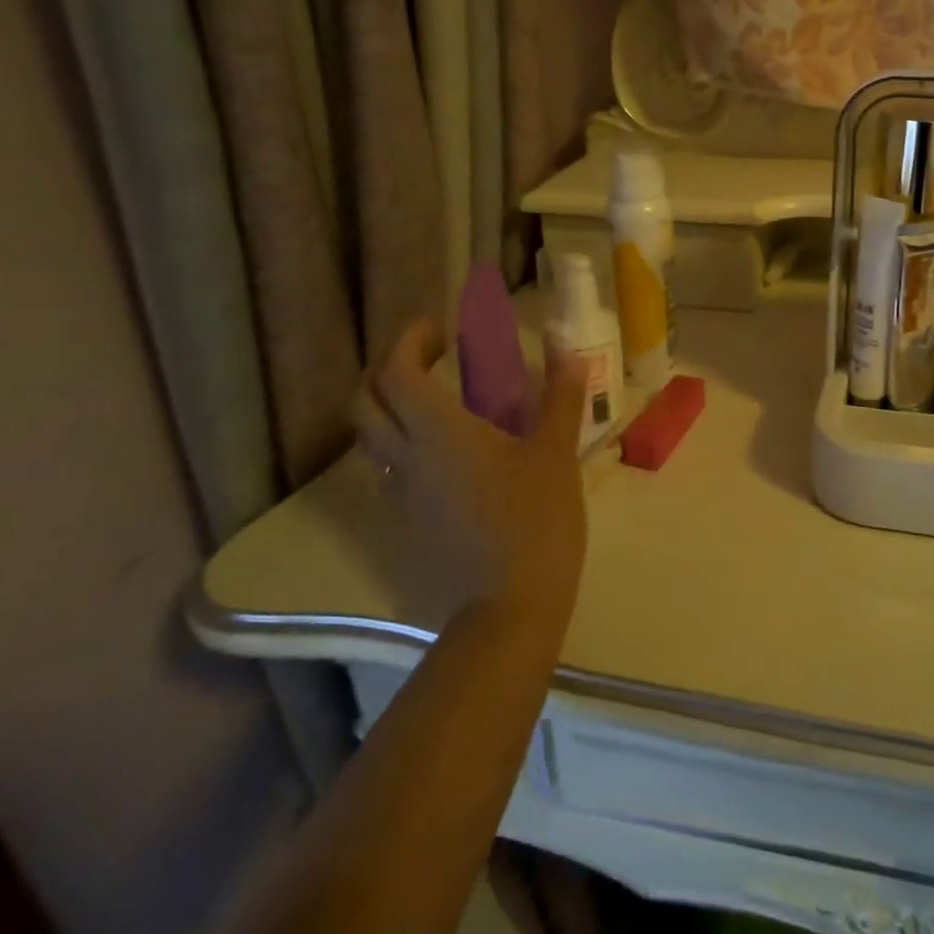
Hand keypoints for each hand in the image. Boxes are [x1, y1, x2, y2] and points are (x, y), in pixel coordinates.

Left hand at [354, 319, 588, 624]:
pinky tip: (443, 446)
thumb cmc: (535, 519)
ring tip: (433, 396)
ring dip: (387, 404)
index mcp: (438, 431)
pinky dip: (401, 438)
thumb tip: (568, 349)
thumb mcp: (555, 452)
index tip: (438, 329)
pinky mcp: (408, 518)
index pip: (396, 372)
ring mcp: (401, 491)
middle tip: (427, 356)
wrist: (510, 604)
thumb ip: (559, 396)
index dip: (408, 341)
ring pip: (369, 436)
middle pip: (365, 401)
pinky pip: (387, 464)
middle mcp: (405, 456)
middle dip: (386, 368)